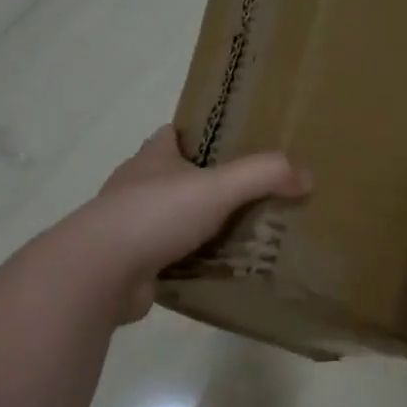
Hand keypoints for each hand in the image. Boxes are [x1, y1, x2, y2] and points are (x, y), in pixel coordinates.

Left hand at [65, 126, 309, 321]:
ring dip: (198, 225)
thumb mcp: (216, 187)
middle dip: (205, 184)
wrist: (100, 272)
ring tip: (241, 233)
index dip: (198, 135)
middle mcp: (136, 187)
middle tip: (249, 194)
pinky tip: (217, 269)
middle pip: (174, 177)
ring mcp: (130, 227)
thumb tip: (306, 176)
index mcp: (152, 158)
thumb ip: (263, 176)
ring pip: (171, 219)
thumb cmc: (155, 215)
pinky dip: (190, 261)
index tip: (231, 144)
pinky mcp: (132, 263)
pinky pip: (168, 257)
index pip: (172, 134)